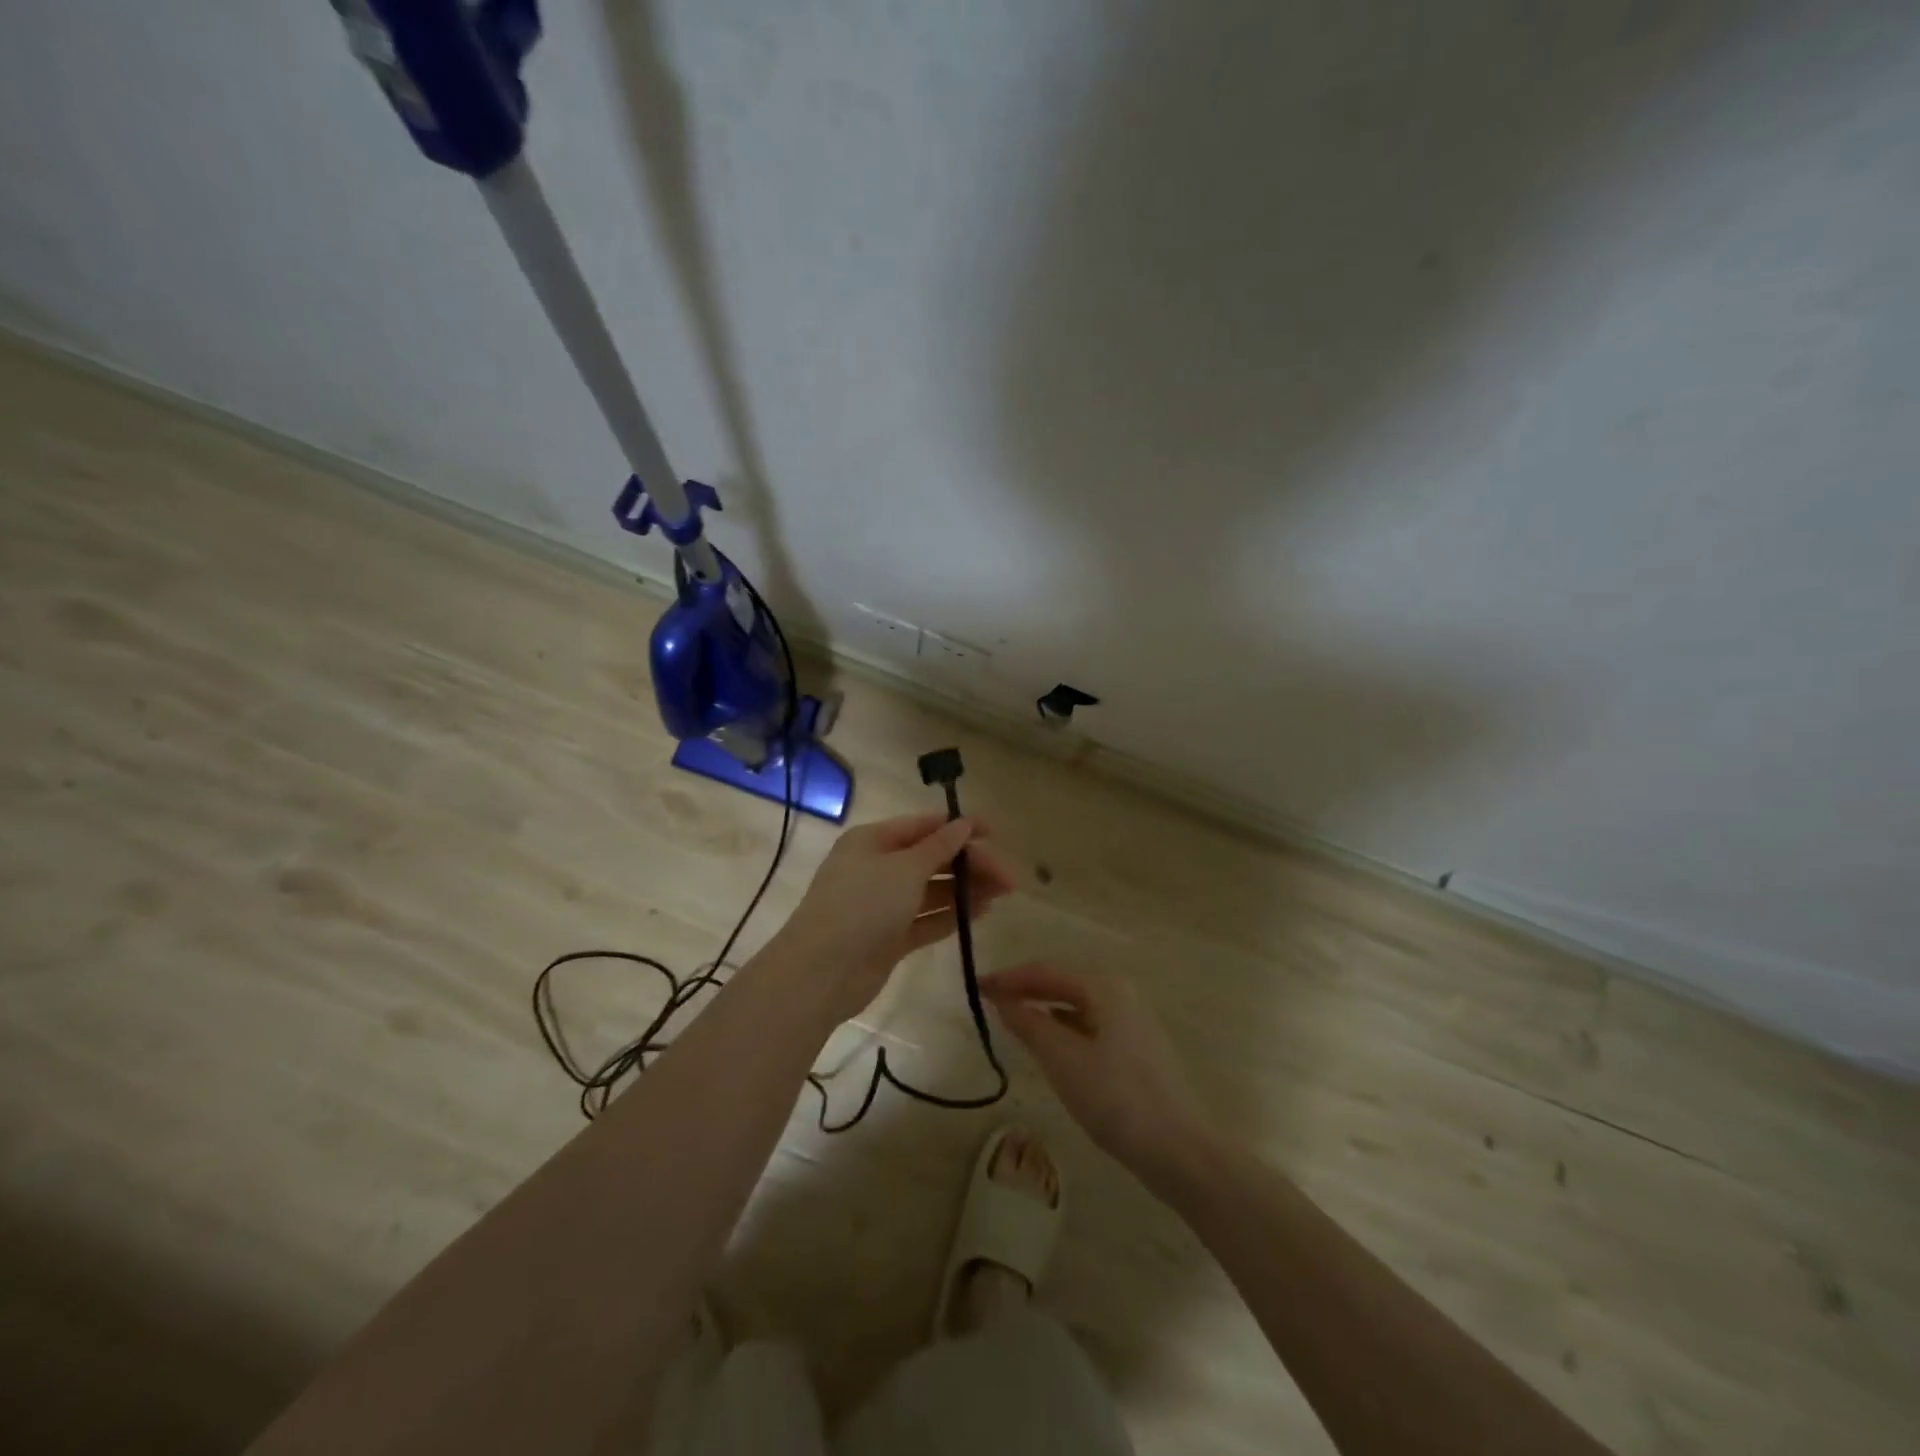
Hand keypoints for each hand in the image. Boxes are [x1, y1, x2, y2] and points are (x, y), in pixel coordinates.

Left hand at [775, 811, 1016, 1022]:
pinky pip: (927, 918)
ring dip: (965, 889)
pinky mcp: (889, 937)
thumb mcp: (904, 868)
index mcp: (873, 841)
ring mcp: (882, 905)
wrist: (823, 971)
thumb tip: (964, 823)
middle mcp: (877, 868)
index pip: (923, 826)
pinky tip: (982, 912)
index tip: (995, 833)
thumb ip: (939, 847)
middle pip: (931, 858)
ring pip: (932, 890)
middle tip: (1007, 879)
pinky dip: (952, 914)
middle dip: (968, 864)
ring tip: (1002, 893)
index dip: (959, 827)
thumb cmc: (863, 905)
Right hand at [981, 962, 1210, 1183]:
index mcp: (1105, 987)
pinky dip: (1061, 1028)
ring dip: (1042, 1009)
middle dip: (1025, 990)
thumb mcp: (1064, 1061)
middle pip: (1062, 983)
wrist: (1180, 1150)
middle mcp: (1120, 994)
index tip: (976, 986)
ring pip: (1075, 1005)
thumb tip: (1001, 999)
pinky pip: (1087, 1025)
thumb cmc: (1118, 1099)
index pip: (1046, 971)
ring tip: (1010, 1021)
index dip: (1009, 978)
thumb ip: (1029, 1025)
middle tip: (988, 1002)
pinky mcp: (1135, 1049)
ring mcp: (1131, 1022)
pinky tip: (1047, 1046)